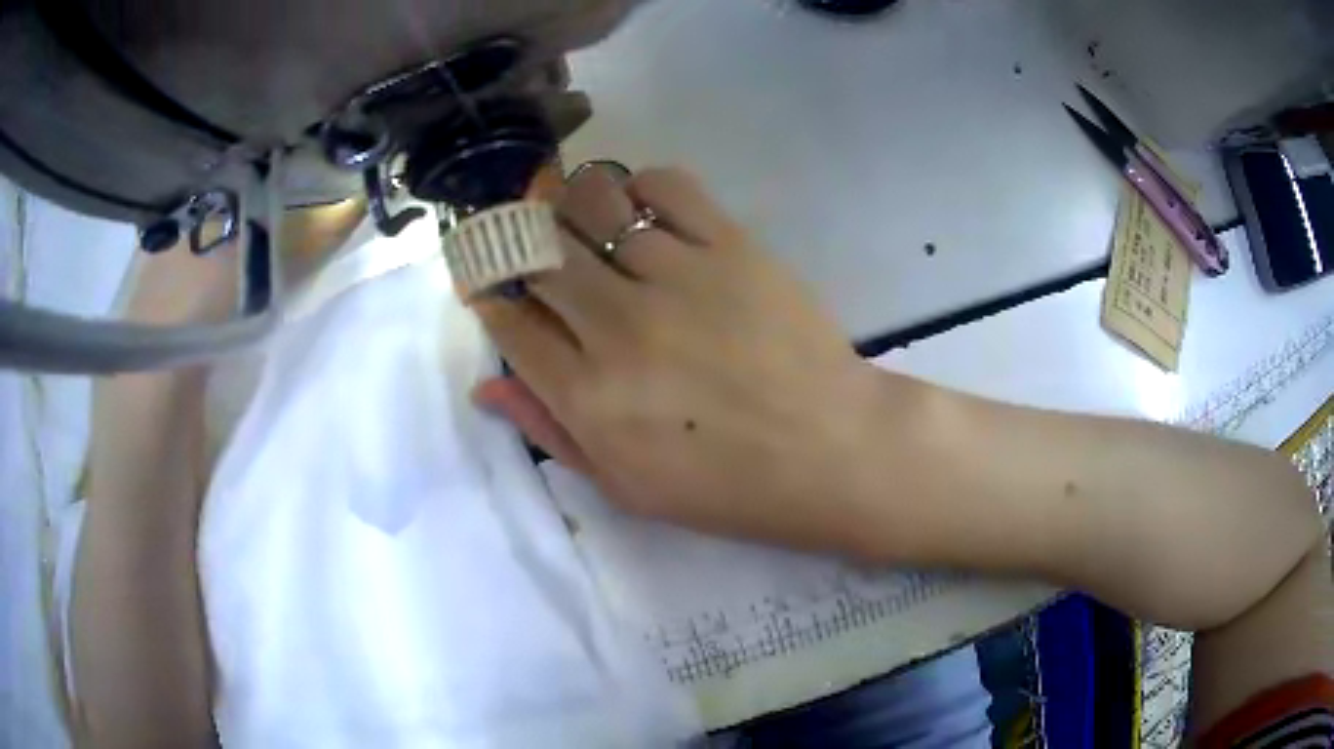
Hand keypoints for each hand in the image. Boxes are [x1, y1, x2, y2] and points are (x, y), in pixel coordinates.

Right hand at [473, 166, 892, 552]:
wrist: (830, 451)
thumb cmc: (727, 485)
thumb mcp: (625, 487)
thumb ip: (550, 430)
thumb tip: (486, 384)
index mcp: (588, 396)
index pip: (510, 322)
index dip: (491, 297)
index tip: (496, 290)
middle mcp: (619, 326)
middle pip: (539, 253)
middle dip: (519, 244)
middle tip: (531, 248)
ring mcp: (677, 277)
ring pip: (593, 204)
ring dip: (572, 207)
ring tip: (583, 223)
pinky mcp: (731, 247)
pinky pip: (666, 186)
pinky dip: (640, 187)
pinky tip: (643, 211)